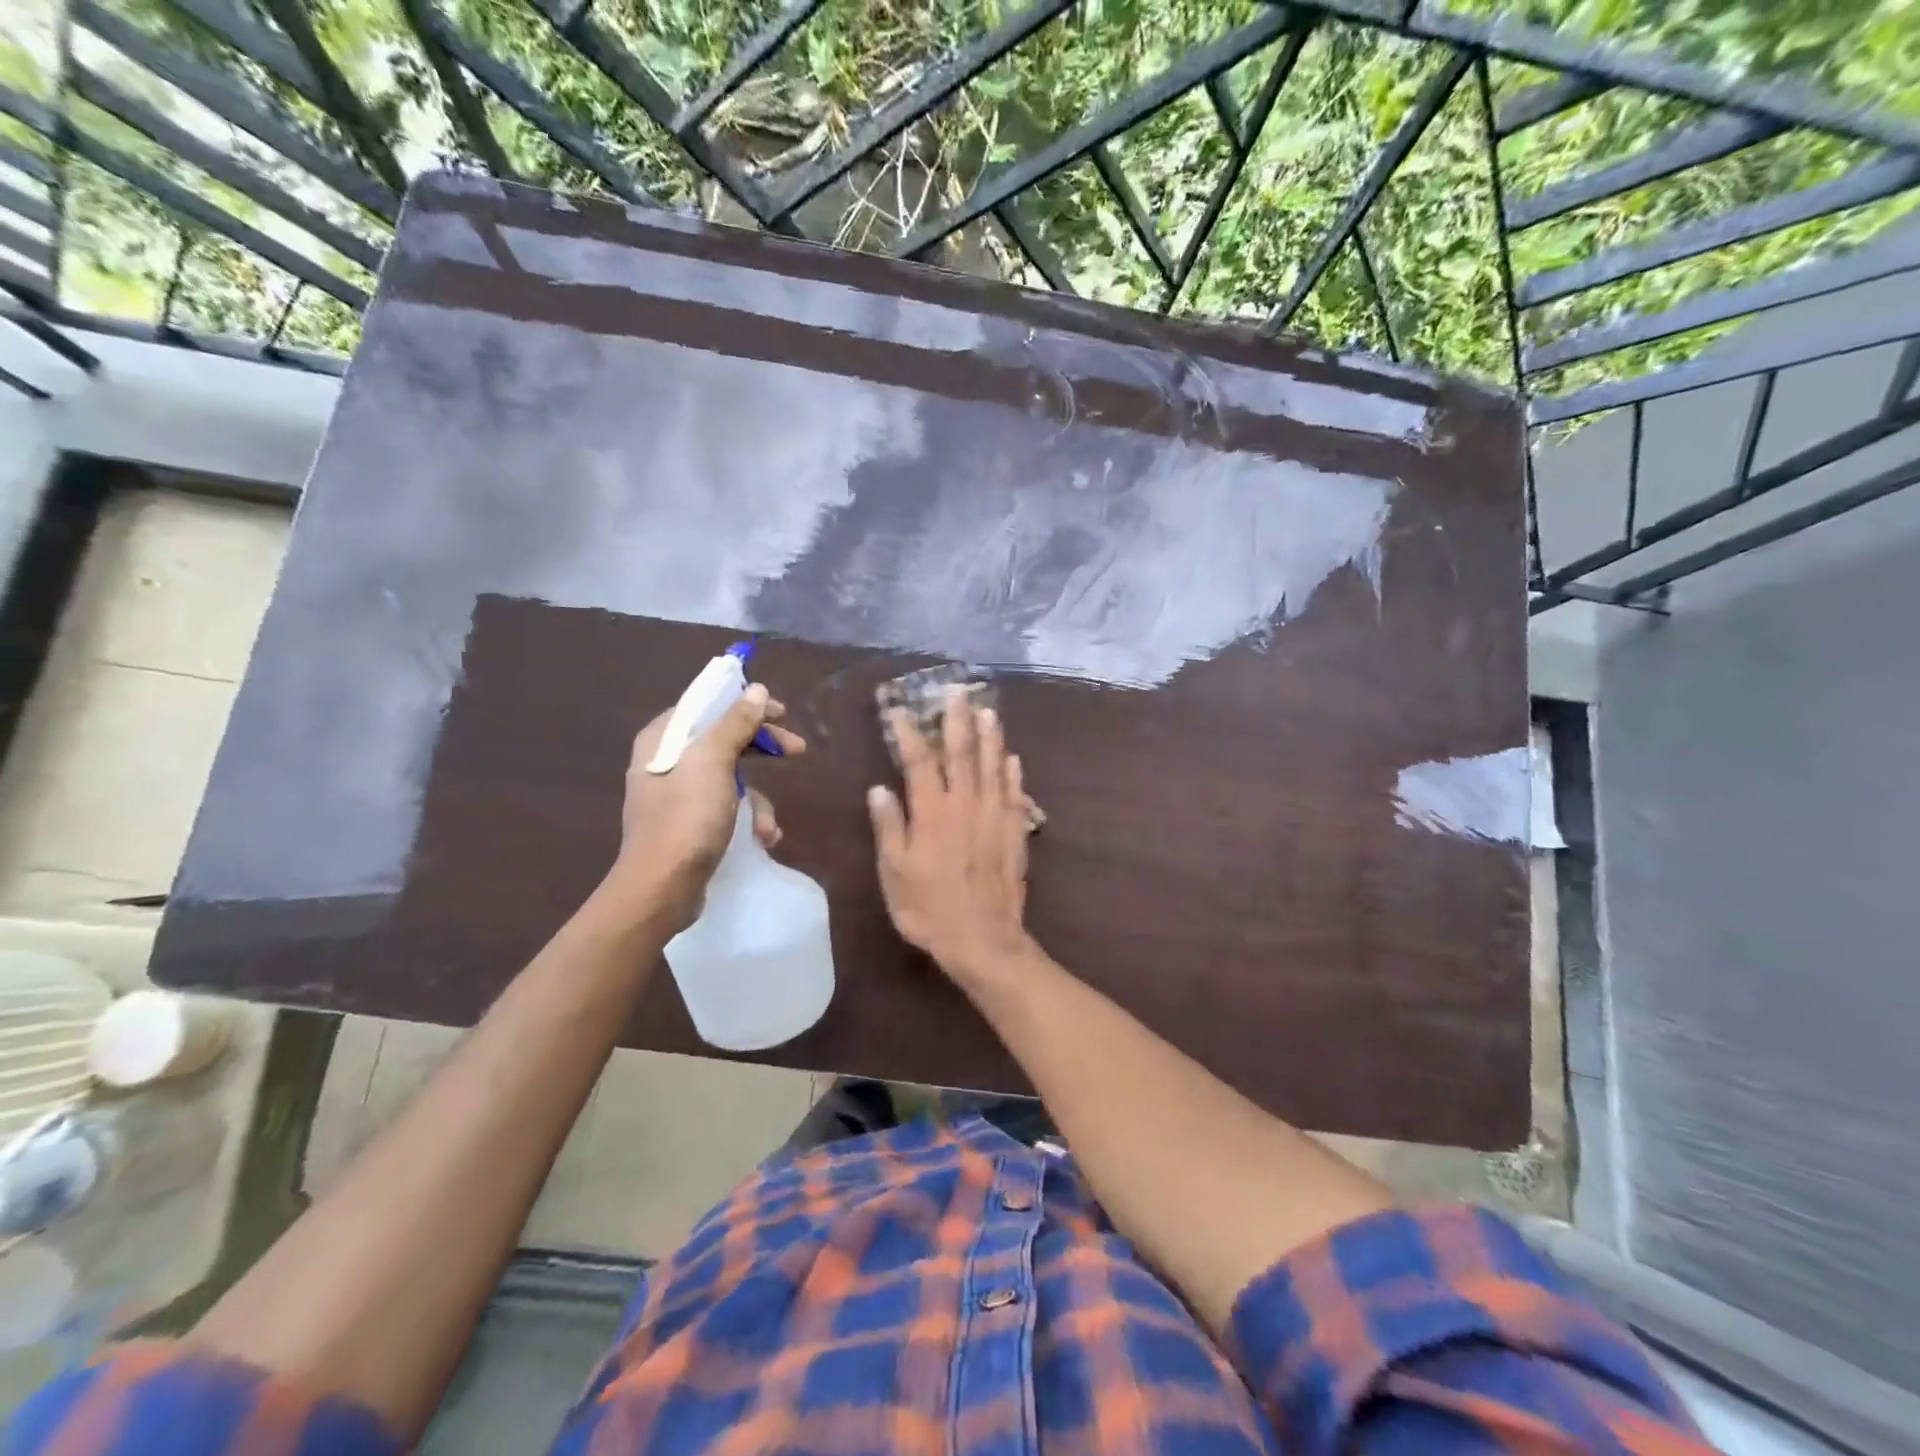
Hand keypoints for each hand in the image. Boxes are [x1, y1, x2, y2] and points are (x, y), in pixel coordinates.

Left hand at [606, 683, 805, 930]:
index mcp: (663, 739)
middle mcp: (666, 762)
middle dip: (761, 748)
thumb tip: (756, 689)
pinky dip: (747, 819)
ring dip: (758, 799)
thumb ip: (735, 722)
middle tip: (796, 750)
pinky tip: (762, 838)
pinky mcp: (688, 825)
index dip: (745, 704)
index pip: (707, 705)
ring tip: (769, 826)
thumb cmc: (686, 818)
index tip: (781, 712)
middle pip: (723, 739)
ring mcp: (677, 796)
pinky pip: (726, 808)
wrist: (661, 889)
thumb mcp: (713, 762)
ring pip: (730, 777)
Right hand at [868, 688, 1033, 984]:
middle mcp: (965, 805)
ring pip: (992, 766)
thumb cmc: (929, 909)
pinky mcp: (1014, 832)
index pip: (918, 762)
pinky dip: (1012, 773)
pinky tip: (1012, 758)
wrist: (982, 939)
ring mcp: (994, 816)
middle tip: (958, 691)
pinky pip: (1015, 794)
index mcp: (931, 812)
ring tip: (988, 711)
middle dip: (958, 720)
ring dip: (990, 737)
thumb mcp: (895, 872)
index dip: (909, 734)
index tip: (900, 711)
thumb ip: (889, 827)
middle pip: (962, 753)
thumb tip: (879, 788)